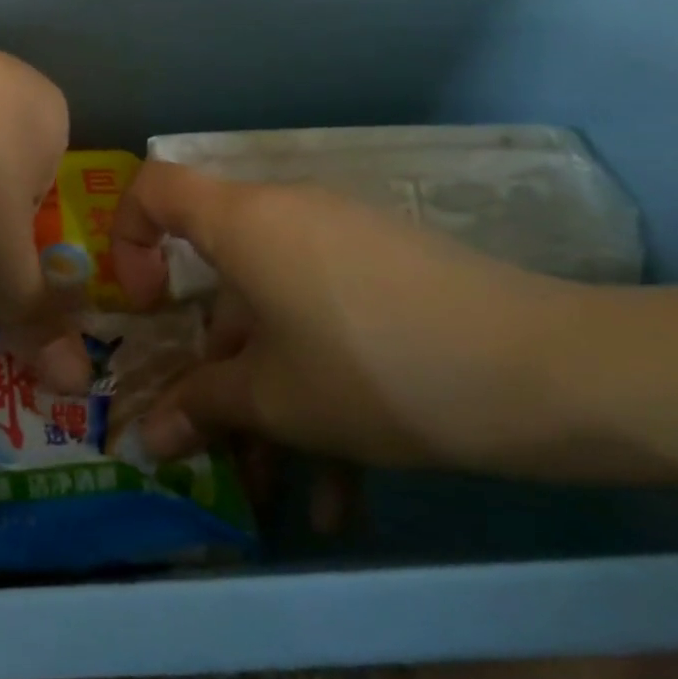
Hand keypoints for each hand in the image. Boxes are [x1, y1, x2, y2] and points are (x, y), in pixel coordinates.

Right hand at [108, 161, 580, 468]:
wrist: (549, 372)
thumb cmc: (372, 367)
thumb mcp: (275, 399)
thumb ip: (201, 407)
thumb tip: (146, 440)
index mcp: (243, 221)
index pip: (153, 187)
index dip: (128, 239)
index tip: (148, 308)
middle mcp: (286, 214)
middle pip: (219, 271)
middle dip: (209, 358)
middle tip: (209, 432)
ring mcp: (341, 241)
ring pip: (276, 311)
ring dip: (267, 393)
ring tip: (280, 487)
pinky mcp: (386, 272)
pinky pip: (326, 319)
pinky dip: (320, 387)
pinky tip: (342, 491)